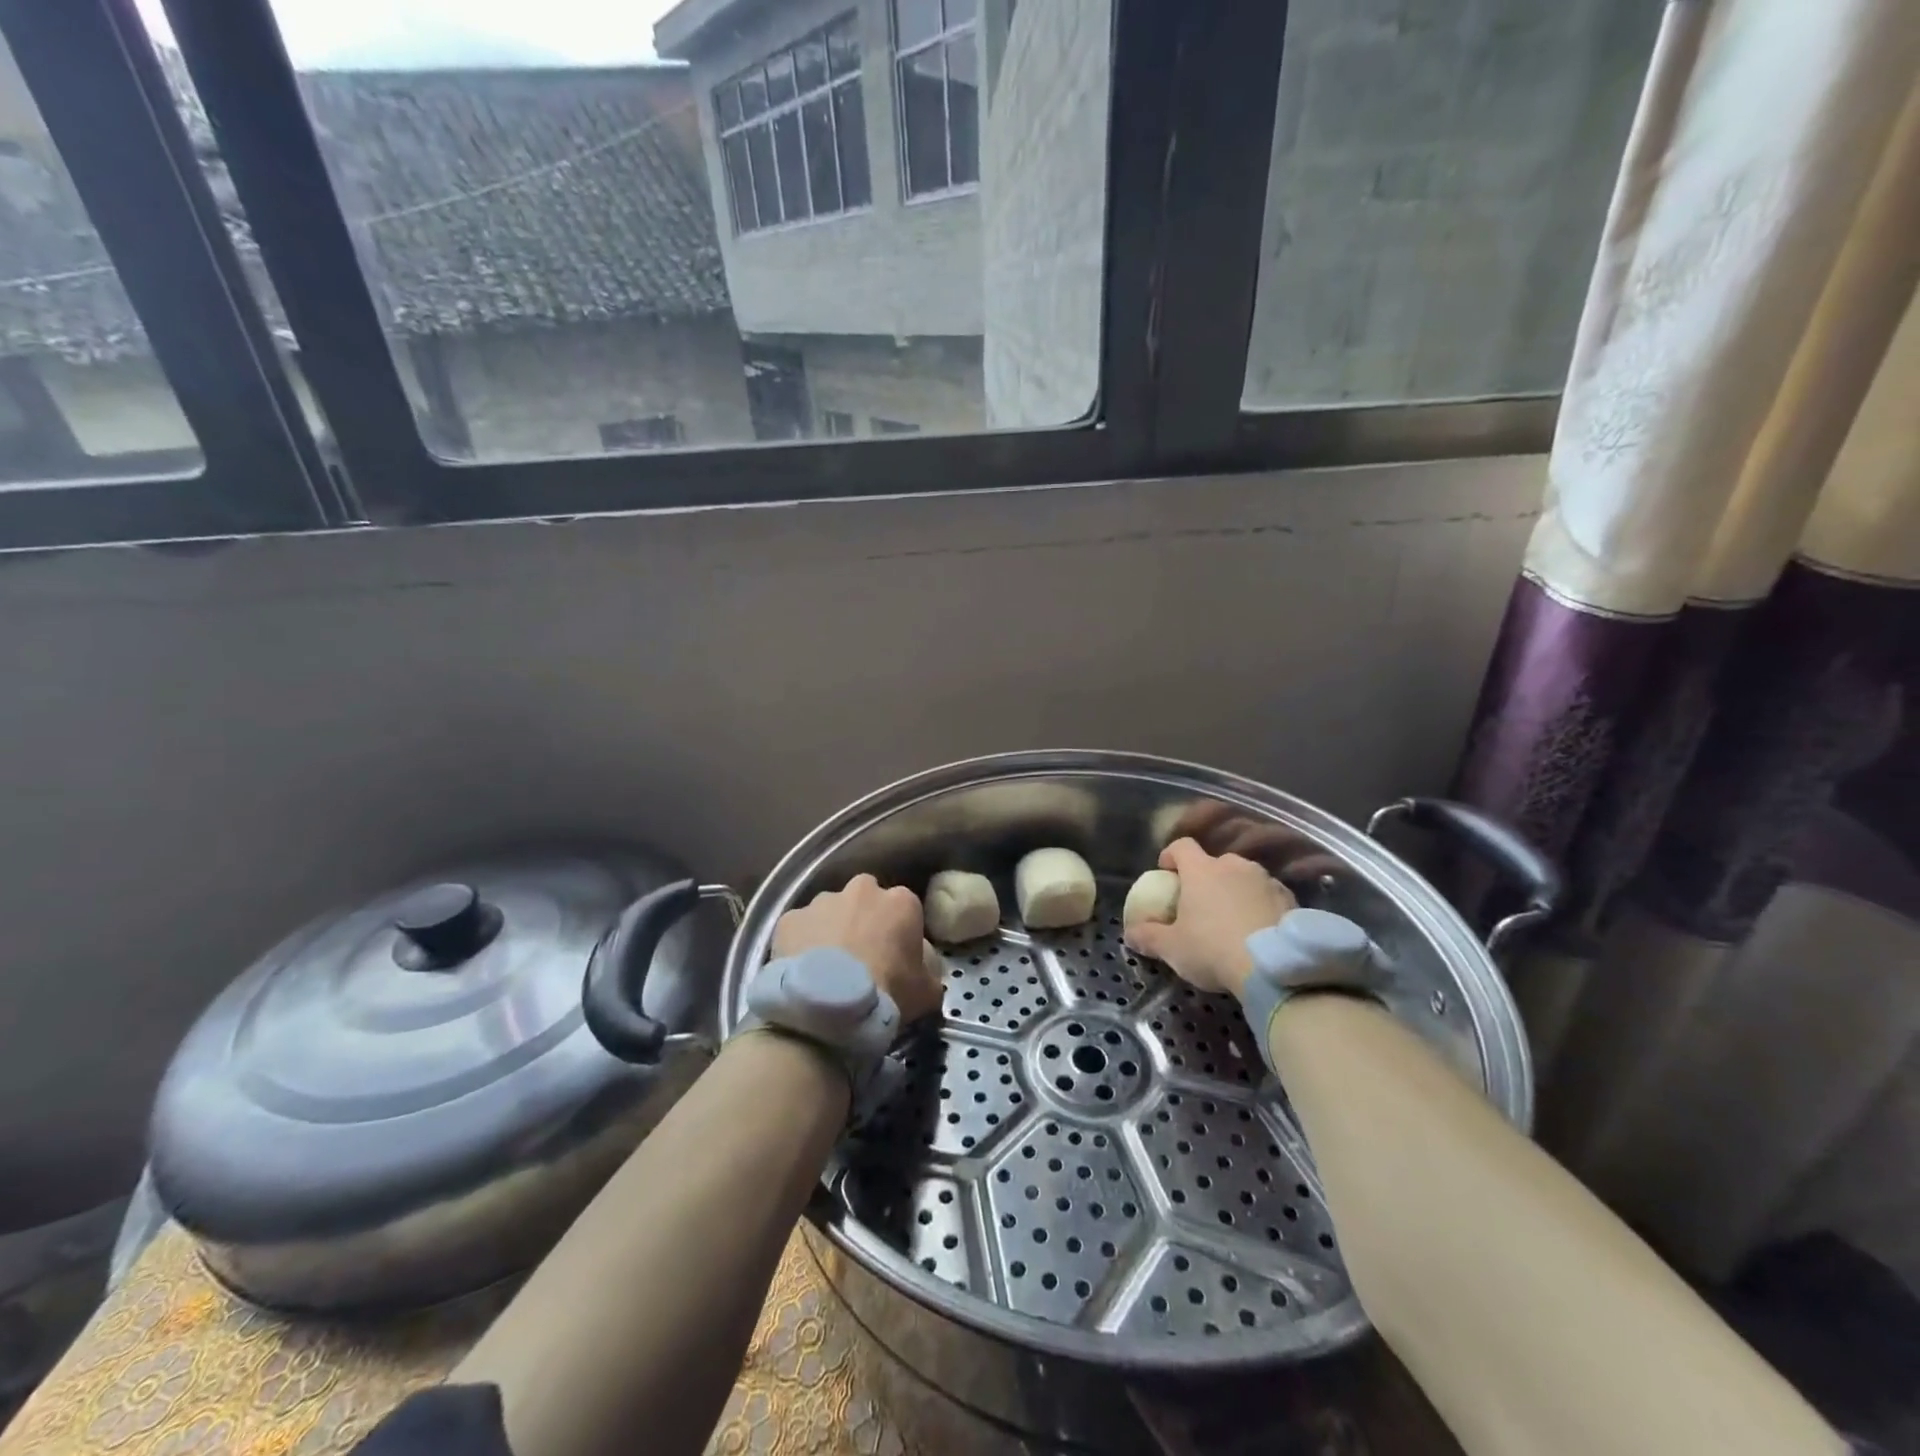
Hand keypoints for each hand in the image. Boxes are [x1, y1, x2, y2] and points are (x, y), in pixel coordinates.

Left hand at [773, 873, 942, 1022]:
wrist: (829, 1007)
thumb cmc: (887, 993)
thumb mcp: (928, 991)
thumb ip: (929, 970)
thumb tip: (923, 966)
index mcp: (900, 901)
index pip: (905, 908)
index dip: (899, 933)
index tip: (895, 957)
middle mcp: (861, 890)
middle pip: (865, 900)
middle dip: (863, 921)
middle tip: (860, 957)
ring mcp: (822, 901)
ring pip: (829, 911)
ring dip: (831, 930)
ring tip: (827, 969)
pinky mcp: (790, 918)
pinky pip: (799, 929)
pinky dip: (801, 944)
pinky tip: (801, 973)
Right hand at [1124, 838, 1295, 997]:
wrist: (1274, 968)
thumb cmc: (1213, 949)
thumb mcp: (1172, 948)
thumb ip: (1148, 937)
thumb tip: (1130, 934)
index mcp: (1202, 870)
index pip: (1182, 846)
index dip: (1171, 856)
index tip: (1166, 872)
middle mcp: (1234, 866)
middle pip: (1215, 862)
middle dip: (1207, 877)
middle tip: (1201, 904)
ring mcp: (1265, 880)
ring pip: (1244, 878)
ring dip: (1236, 891)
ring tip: (1233, 919)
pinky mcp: (1290, 899)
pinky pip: (1268, 895)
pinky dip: (1260, 906)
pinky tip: (1259, 931)